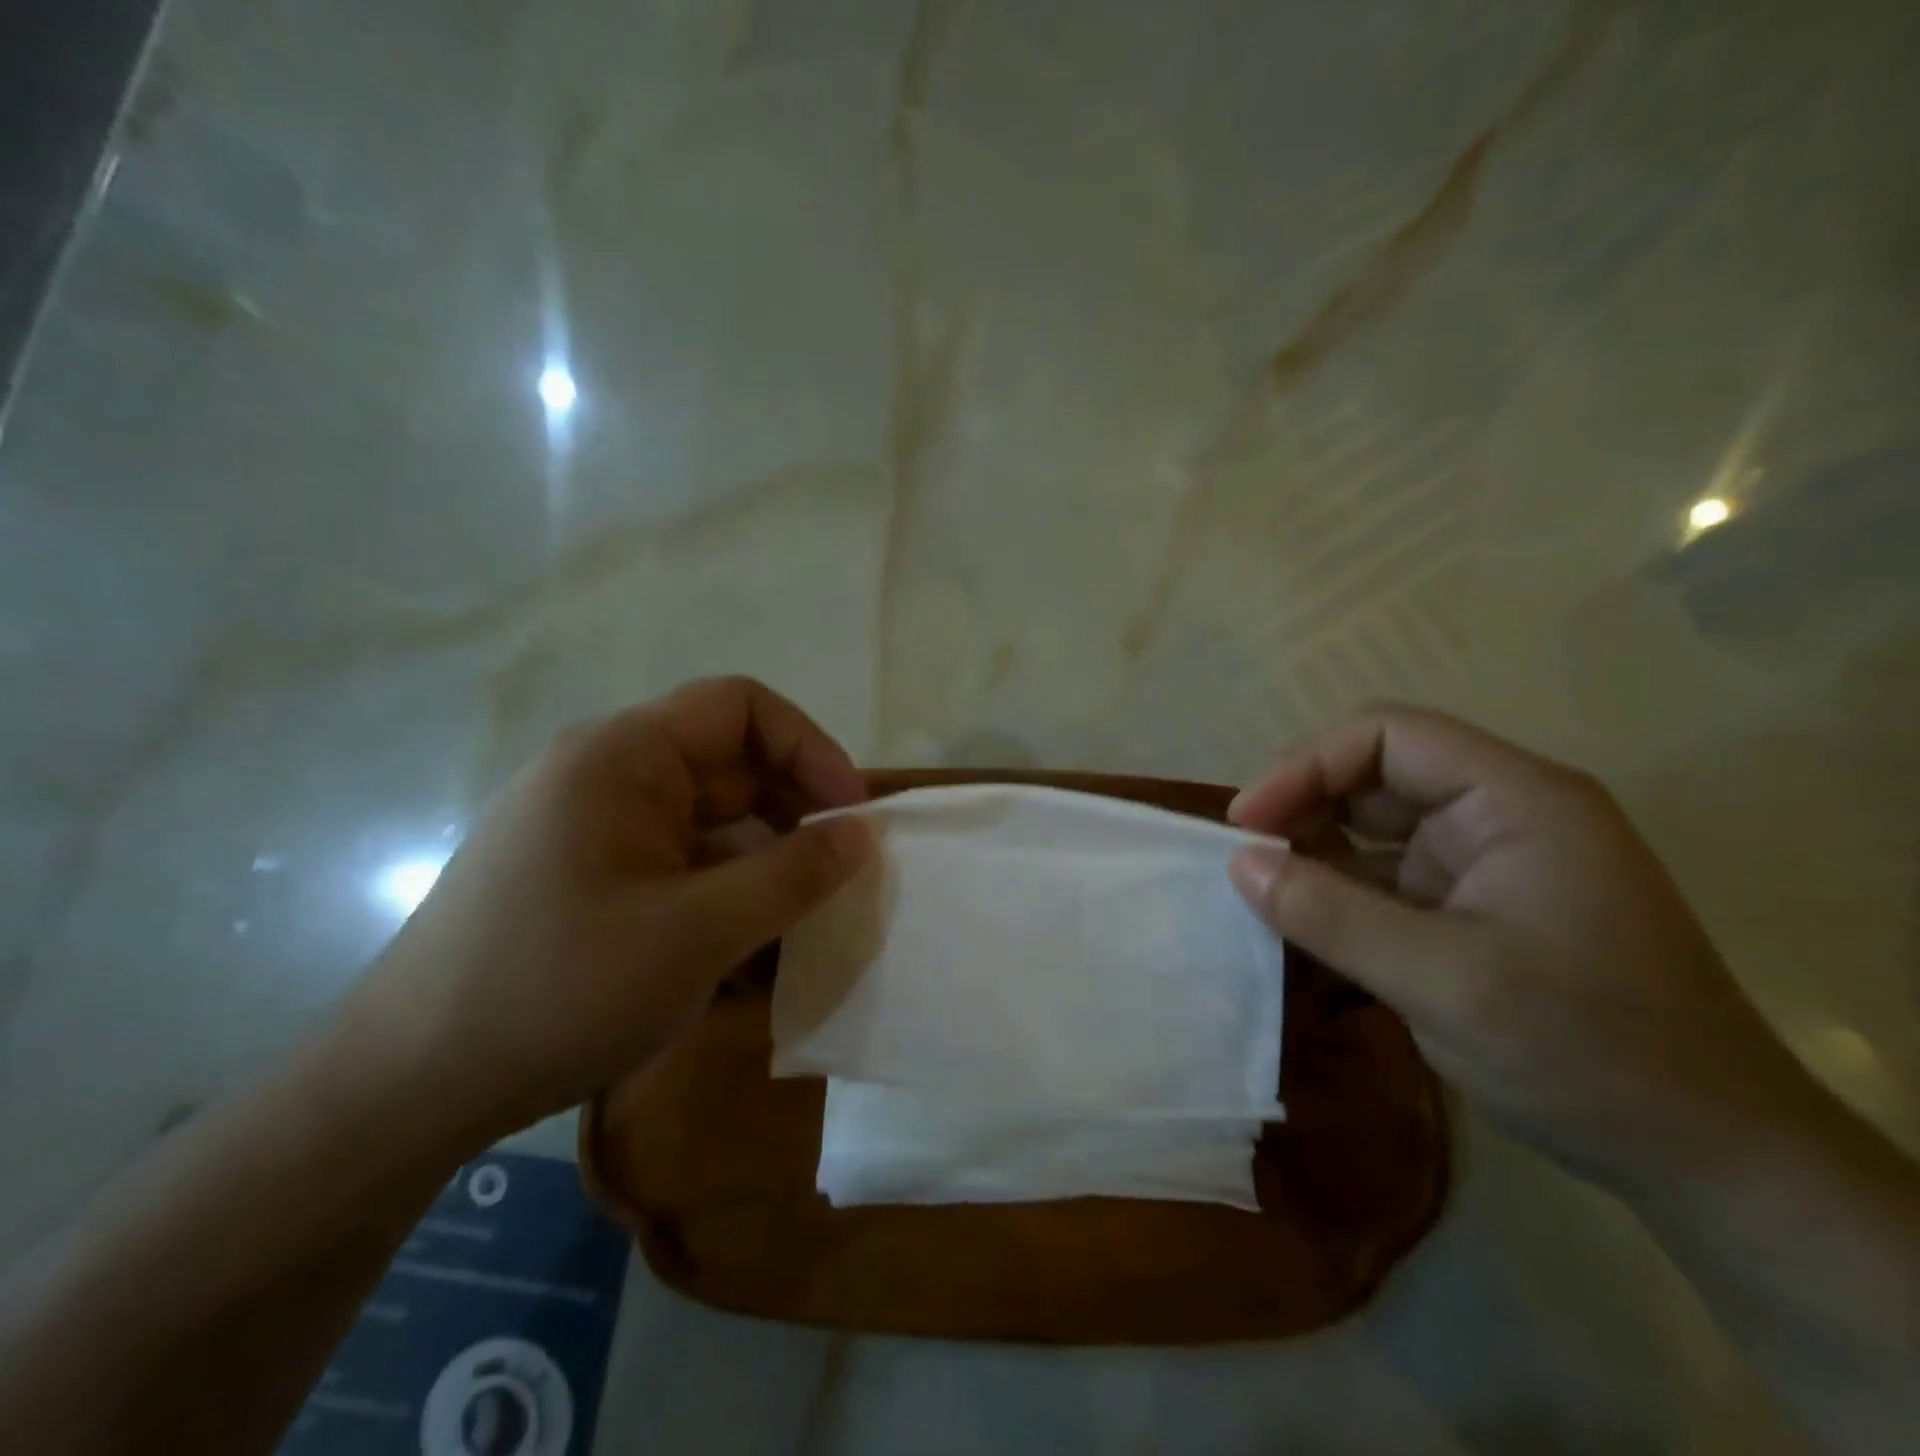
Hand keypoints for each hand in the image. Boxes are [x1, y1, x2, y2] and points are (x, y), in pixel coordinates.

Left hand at [350, 677, 872, 1140]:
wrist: (403, 1091)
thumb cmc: (560, 989)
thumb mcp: (699, 932)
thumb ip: (793, 876)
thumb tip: (862, 835)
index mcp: (623, 756)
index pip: (740, 707)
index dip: (810, 748)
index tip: (850, 815)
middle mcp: (605, 776)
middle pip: (728, 765)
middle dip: (794, 814)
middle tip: (839, 875)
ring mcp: (593, 830)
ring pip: (708, 824)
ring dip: (763, 865)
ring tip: (802, 925)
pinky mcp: (586, 880)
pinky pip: (677, 867)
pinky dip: (722, 897)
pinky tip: (748, 956)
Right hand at [1226, 706, 1831, 1197]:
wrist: (1708, 1159)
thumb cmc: (1588, 1052)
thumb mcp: (1444, 982)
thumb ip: (1332, 914)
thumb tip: (1239, 863)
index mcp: (1515, 800)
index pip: (1387, 737)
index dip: (1305, 767)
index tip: (1247, 824)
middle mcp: (1499, 814)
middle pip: (1374, 775)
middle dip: (1301, 808)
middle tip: (1244, 859)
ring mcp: (1485, 863)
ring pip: (1371, 828)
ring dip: (1312, 853)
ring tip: (1258, 892)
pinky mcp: (1471, 908)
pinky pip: (1383, 878)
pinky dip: (1336, 895)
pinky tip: (1298, 925)